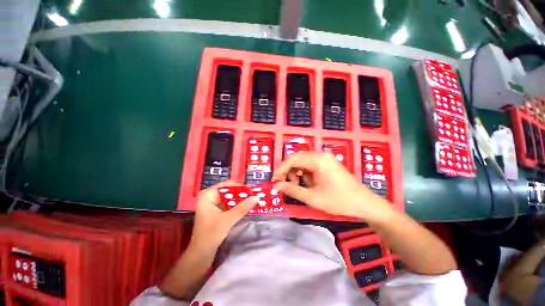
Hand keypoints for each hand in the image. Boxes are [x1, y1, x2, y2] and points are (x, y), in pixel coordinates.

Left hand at [190, 181, 257, 250]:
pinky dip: (236, 205)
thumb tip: (256, 197)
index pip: (225, 185)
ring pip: (228, 198)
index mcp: (207, 196)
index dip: (238, 186)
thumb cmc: (210, 235)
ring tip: (252, 199)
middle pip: (227, 191)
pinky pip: (227, 205)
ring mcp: (212, 205)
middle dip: (240, 193)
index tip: (251, 189)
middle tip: (253, 194)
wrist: (200, 255)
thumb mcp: (228, 220)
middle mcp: (209, 198)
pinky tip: (245, 207)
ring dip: (239, 199)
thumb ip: (242, 208)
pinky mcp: (215, 213)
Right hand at [272, 152, 391, 220]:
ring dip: (296, 173)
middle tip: (283, 184)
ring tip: (299, 186)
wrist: (365, 203)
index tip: (273, 181)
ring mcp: (325, 157)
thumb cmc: (339, 201)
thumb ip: (292, 190)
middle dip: (287, 171)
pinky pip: (310, 164)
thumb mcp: (313, 198)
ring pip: (303, 161)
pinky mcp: (327, 162)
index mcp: (317, 160)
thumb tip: (276, 186)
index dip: (280, 170)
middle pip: (296, 159)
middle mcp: (321, 154)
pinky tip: (308, 183)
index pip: (292, 160)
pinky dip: (305, 173)